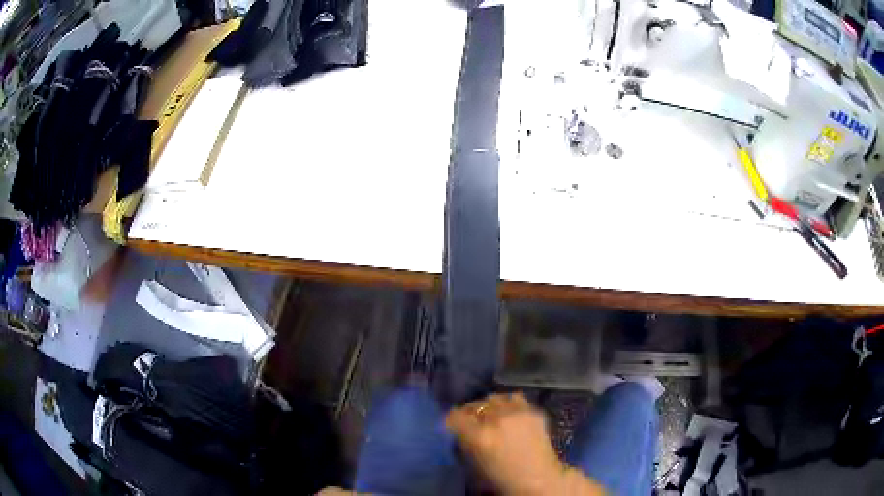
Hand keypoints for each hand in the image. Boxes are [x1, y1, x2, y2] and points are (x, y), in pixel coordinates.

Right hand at [445, 393, 603, 494]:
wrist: (540, 480)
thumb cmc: (502, 478)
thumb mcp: (473, 463)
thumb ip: (464, 442)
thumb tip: (457, 429)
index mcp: (479, 436)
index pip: (454, 416)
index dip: (451, 421)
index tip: (452, 426)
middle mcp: (497, 419)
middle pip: (474, 405)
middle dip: (470, 414)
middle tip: (472, 424)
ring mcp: (517, 412)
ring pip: (494, 398)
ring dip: (490, 407)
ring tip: (491, 417)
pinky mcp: (534, 410)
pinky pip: (515, 399)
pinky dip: (509, 405)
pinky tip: (510, 416)